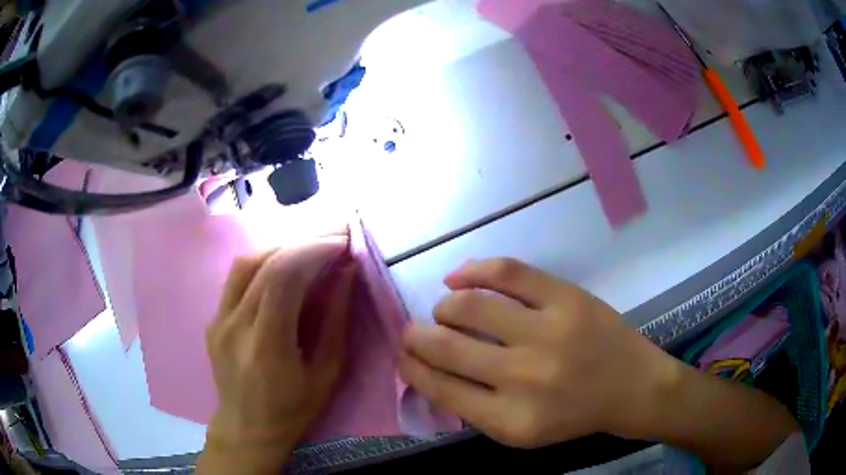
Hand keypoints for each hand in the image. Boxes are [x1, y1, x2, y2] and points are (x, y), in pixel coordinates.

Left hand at [198, 236, 355, 473]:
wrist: (247, 428)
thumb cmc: (293, 410)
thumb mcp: (326, 374)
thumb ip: (336, 320)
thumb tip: (346, 273)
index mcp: (266, 346)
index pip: (282, 277)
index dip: (313, 250)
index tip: (341, 242)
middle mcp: (234, 326)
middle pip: (263, 263)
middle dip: (302, 242)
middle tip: (332, 237)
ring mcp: (218, 320)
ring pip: (244, 263)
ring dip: (280, 248)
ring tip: (308, 249)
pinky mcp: (213, 319)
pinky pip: (236, 279)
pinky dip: (263, 263)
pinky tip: (282, 268)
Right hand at [399, 258, 675, 447]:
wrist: (633, 388)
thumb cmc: (575, 415)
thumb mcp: (520, 431)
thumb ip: (474, 408)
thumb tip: (430, 370)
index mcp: (508, 420)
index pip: (439, 387)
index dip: (411, 368)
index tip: (403, 356)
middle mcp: (523, 378)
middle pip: (445, 346)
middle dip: (414, 336)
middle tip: (412, 332)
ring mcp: (547, 332)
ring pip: (468, 306)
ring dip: (443, 306)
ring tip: (445, 309)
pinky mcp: (566, 298)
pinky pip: (506, 272)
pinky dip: (472, 271)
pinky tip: (459, 277)